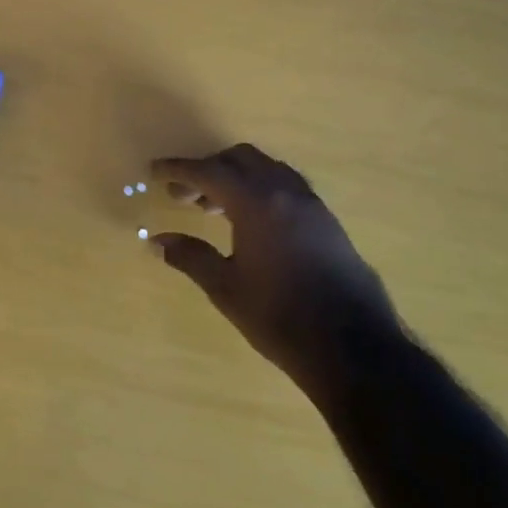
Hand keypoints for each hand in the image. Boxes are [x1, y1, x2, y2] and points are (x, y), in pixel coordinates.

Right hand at [151, 145, 398, 391]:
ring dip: (237, 178)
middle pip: (240, 159)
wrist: (353, 347)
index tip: (155, 171)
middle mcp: (285, 192)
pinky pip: (286, 187)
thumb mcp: (226, 288)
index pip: (208, 172)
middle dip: (208, 169)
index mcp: (256, 202)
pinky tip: (251, 224)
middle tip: (184, 196)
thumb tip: (158, 240)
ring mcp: (311, 204)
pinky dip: (261, 190)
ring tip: (214, 210)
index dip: (178, 170)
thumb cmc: (279, 316)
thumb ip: (191, 256)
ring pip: (267, 170)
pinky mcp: (327, 221)